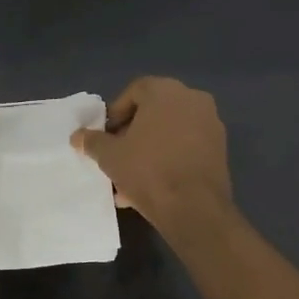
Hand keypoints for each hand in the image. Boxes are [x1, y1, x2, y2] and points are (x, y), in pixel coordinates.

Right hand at [71, 76, 232, 233]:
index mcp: (165, 91)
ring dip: (150, 150)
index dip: (116, 114)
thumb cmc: (148, 171)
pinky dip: (170, 159)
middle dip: (133, 134)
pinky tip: (154, 187)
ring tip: (131, 179)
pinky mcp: (220, 148)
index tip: (106, 137)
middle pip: (154, 112)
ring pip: (170, 133)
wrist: (194, 207)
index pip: (134, 92)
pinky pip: (186, 147)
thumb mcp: (110, 156)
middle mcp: (192, 99)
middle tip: (118, 156)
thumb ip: (92, 141)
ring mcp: (210, 123)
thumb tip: (78, 136)